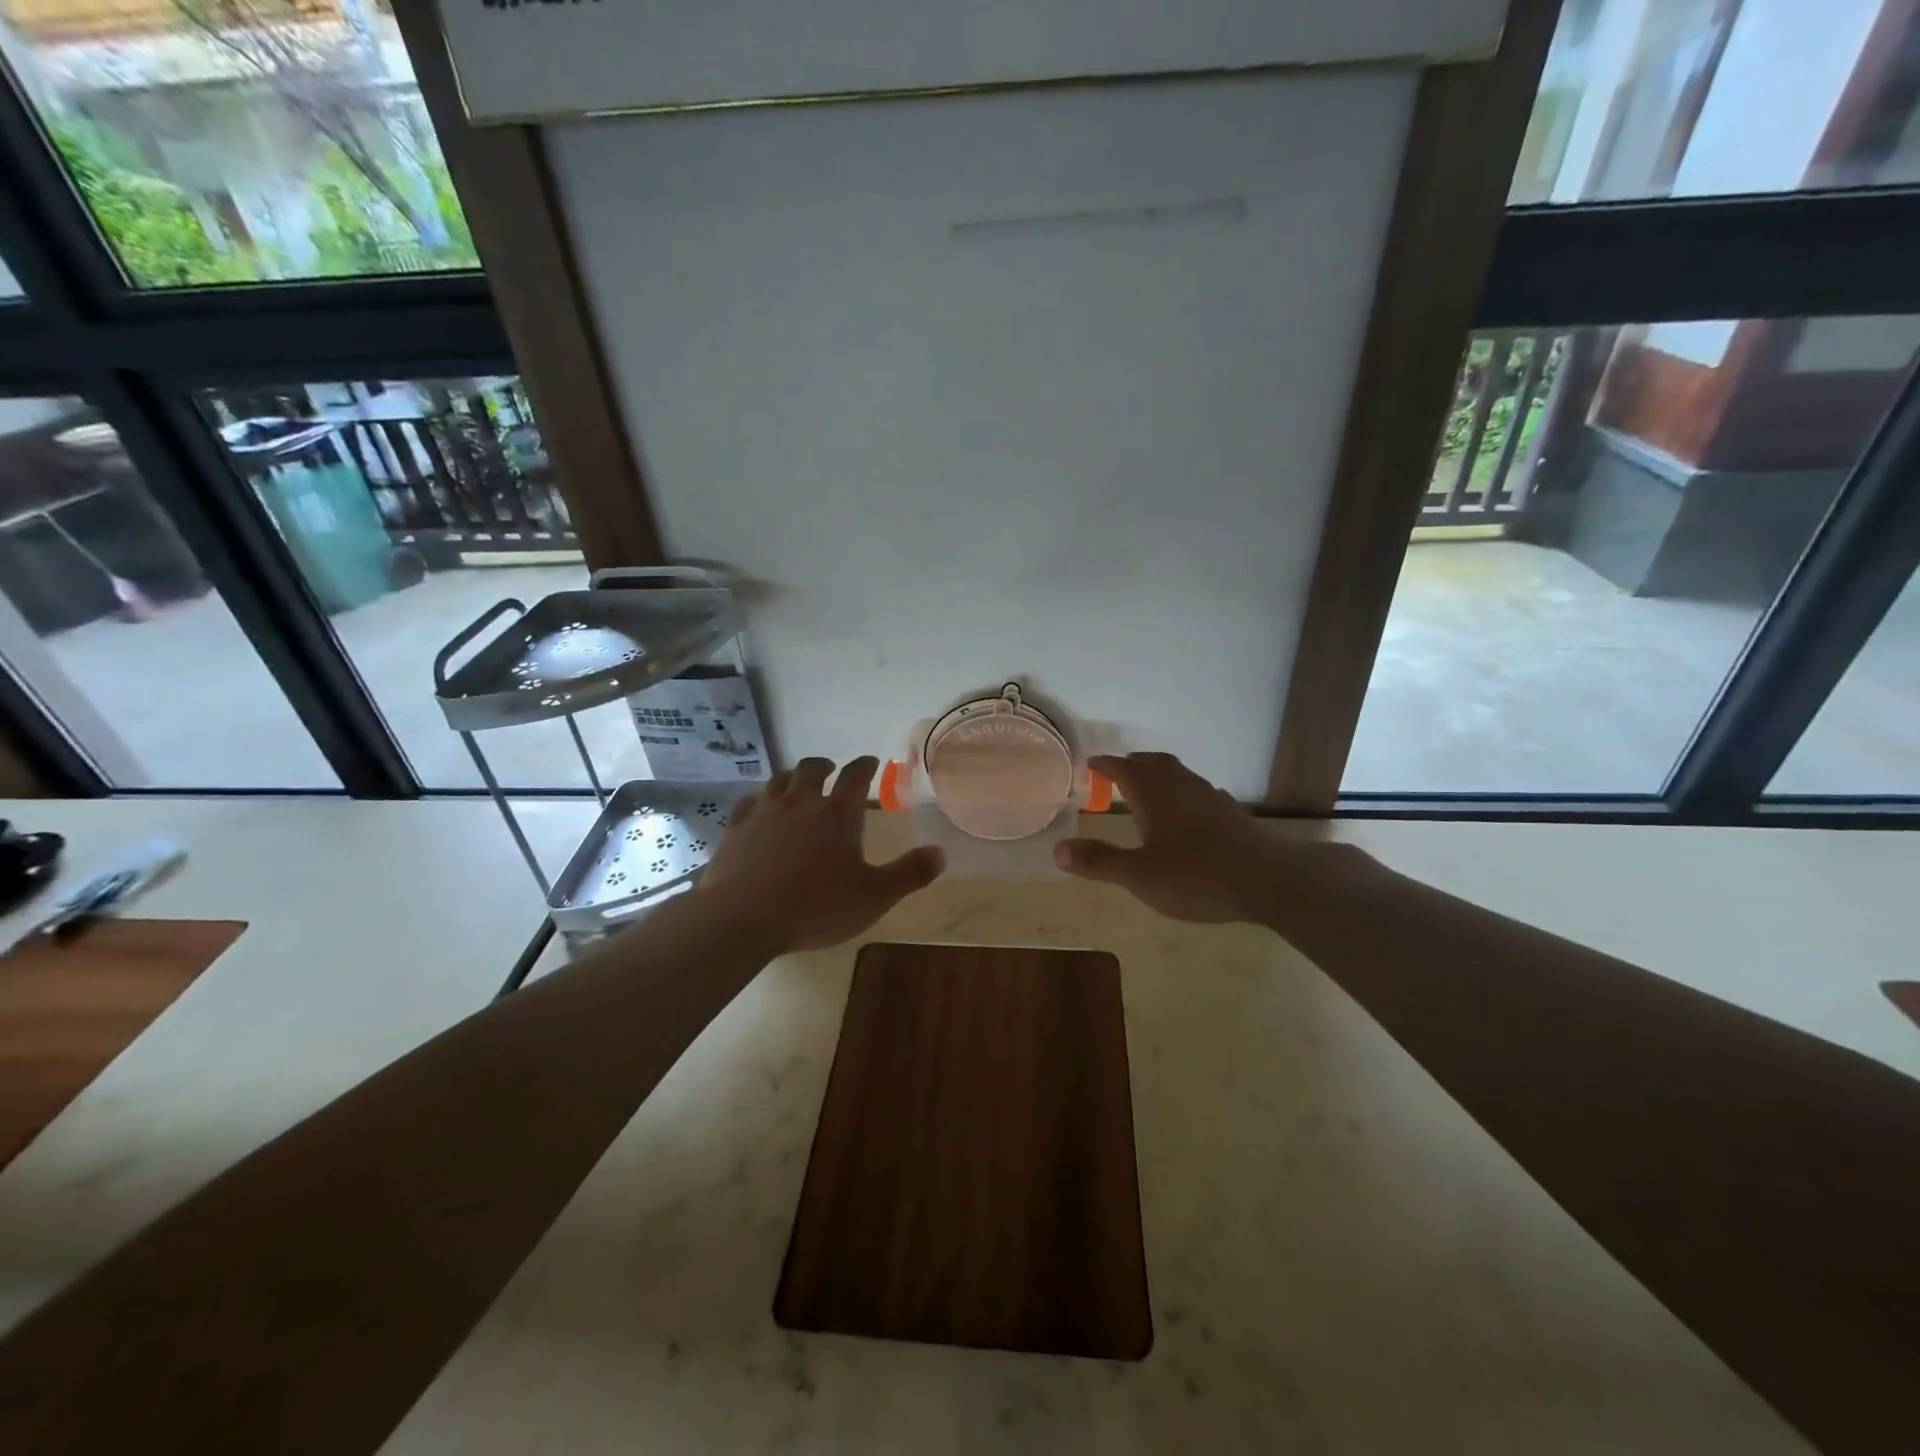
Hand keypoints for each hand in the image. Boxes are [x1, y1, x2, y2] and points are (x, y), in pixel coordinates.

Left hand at [698, 756, 944, 953]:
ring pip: (779, 780)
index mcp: (838, 813)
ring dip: (792, 777)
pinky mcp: (736, 828)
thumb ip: (909, 873)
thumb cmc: (816, 906)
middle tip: (831, 771)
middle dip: (825, 766)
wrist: (742, 918)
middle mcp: (801, 802)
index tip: (871, 762)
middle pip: (812, 768)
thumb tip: (941, 852)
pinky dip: (758, 799)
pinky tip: (758, 806)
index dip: (866, 765)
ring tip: (798, 784)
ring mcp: (764, 812)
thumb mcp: (874, 896)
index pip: (856, 775)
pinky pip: (748, 802)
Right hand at [1054, 753, 1305, 924]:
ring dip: (1160, 775)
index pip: (1123, 769)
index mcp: (1155, 795)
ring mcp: (1211, 798)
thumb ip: (1099, 862)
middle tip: (1118, 772)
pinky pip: (1198, 792)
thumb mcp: (1139, 875)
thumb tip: (1058, 850)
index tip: (1090, 764)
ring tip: (1148, 789)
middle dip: (1133, 764)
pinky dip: (1182, 793)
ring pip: (1180, 775)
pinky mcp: (1231, 814)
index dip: (1105, 765)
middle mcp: (1182, 787)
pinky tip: (1187, 813)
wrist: (1268, 881)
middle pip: (1154, 763)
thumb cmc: (1196, 876)